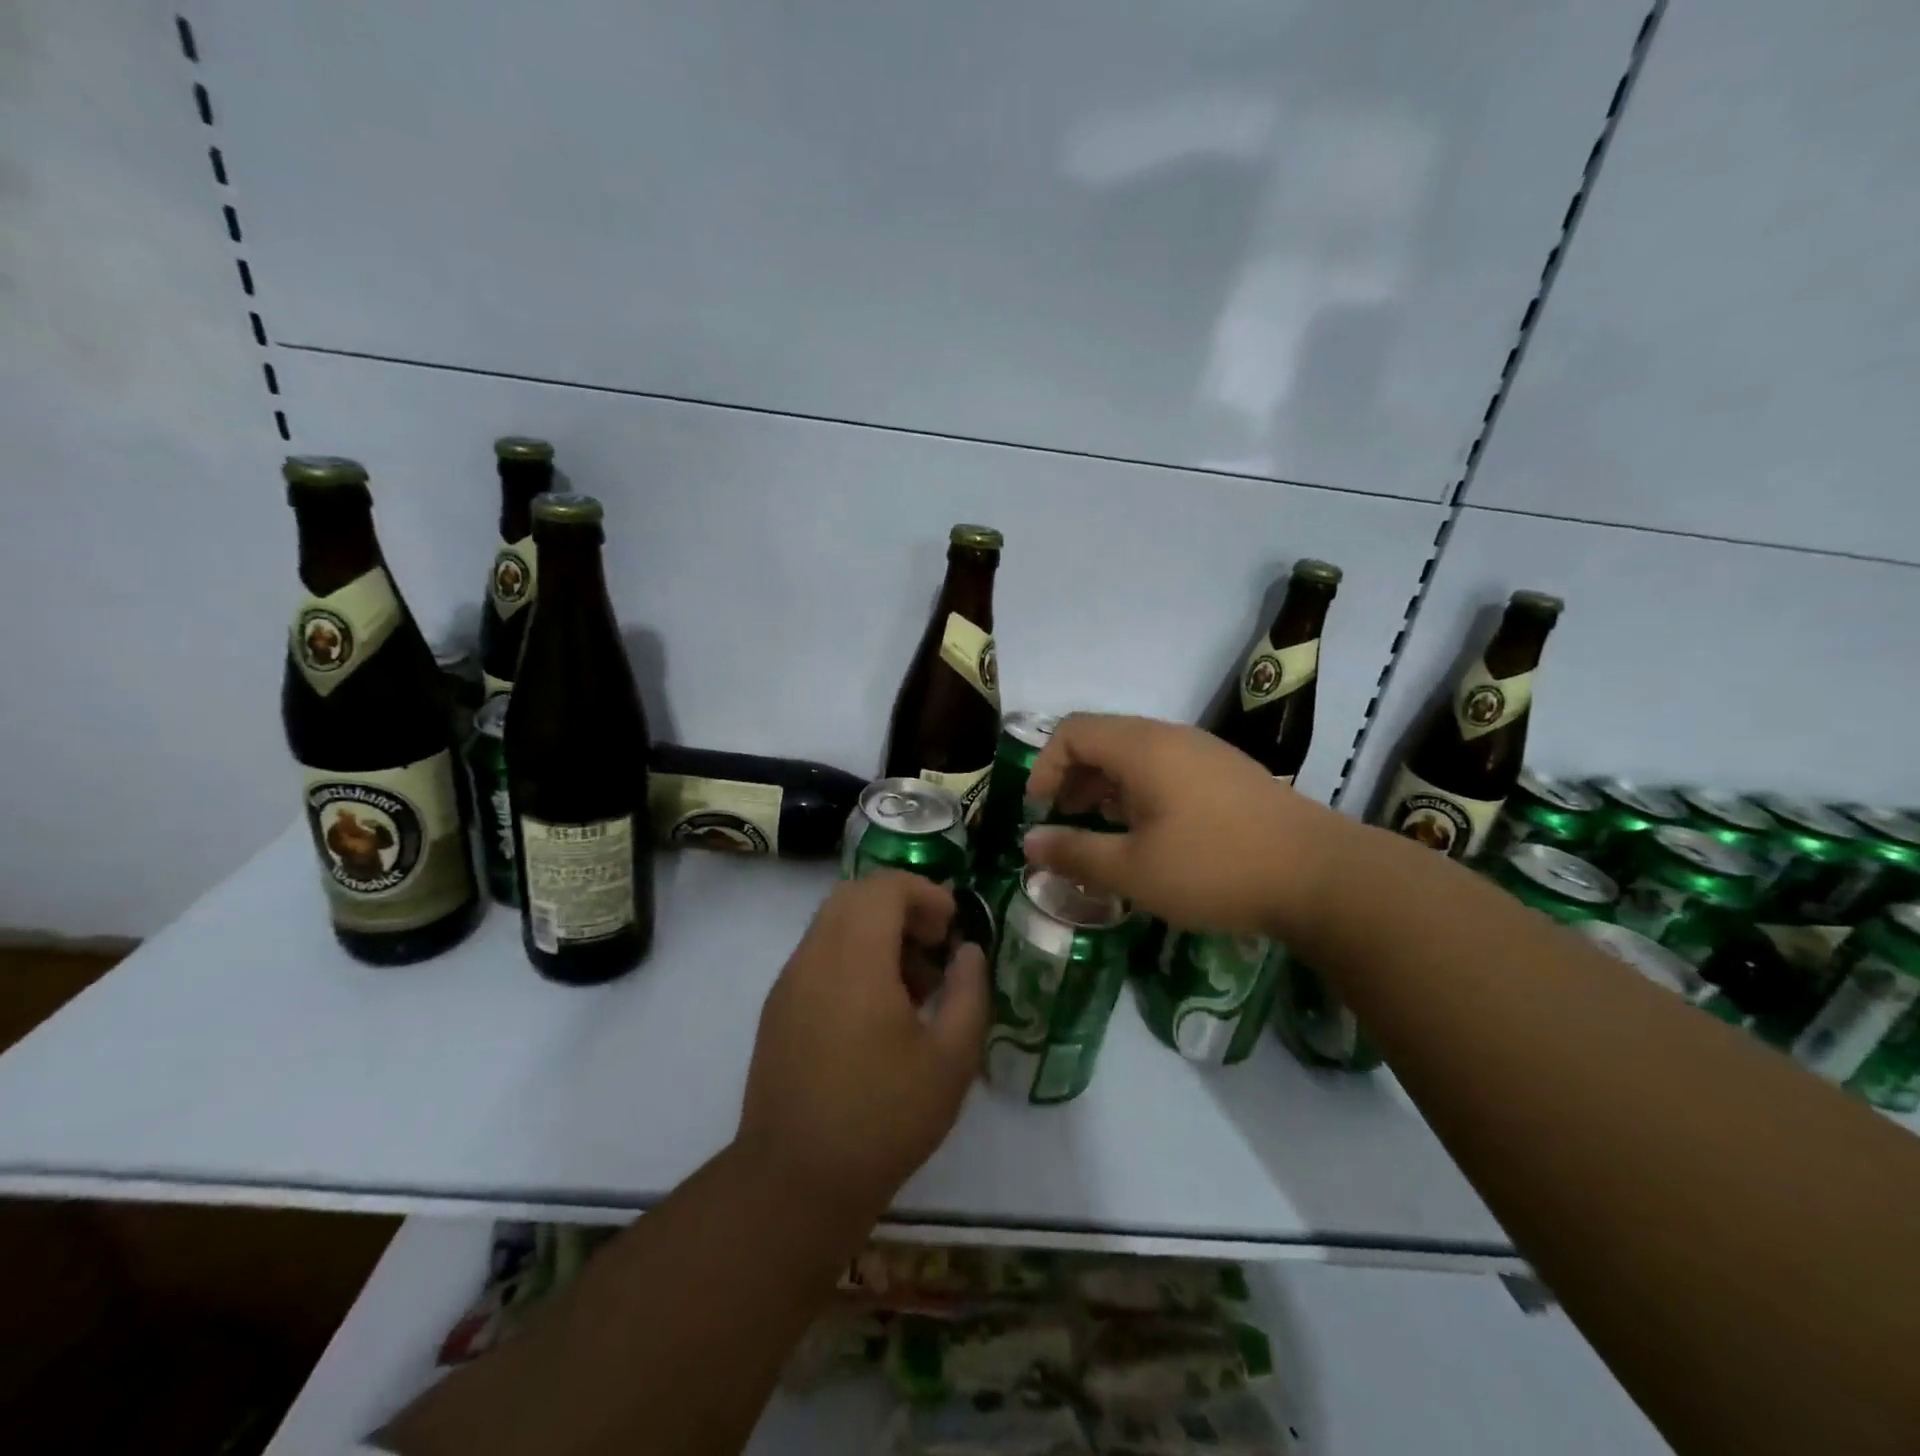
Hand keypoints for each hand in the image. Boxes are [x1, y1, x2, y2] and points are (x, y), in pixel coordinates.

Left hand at [736, 872, 989, 1217]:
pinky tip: (878, 1010)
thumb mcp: (951, 1059)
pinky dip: (853, 955)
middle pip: (856, 895)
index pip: (884, 886)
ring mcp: (790, 981)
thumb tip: (968, 952)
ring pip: (834, 922)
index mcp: (855, 959)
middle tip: (935, 946)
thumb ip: (969, 992)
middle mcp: (815, 956)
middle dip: (902, 906)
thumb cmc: (883, 1118)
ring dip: (877, 931)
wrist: (795, 1182)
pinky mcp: (778, 1007)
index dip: (925, 893)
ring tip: (913, 984)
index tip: (953, 927)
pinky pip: (819, 954)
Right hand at [1022, 712, 1344, 936]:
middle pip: (1102, 739)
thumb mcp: (1134, 871)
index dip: (1045, 767)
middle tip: (1066, 821)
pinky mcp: (1227, 773)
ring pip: (1135, 754)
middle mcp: (1170, 737)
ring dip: (1106, 786)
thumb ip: (1075, 853)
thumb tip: (1029, 844)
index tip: (1040, 811)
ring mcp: (1203, 753)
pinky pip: (1165, 768)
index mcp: (1142, 748)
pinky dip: (1139, 791)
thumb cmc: (1216, 868)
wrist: (1322, 876)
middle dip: (1073, 777)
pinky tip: (1150, 834)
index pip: (1072, 731)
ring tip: (1104, 830)